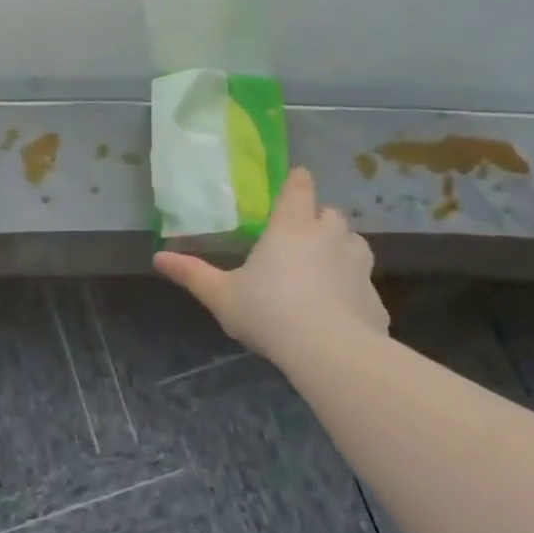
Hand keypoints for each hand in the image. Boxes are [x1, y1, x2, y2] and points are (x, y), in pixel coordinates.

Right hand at [154, 166, 387, 364]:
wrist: (329, 351)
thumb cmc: (268, 312)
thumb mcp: (221, 296)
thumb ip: (193, 274)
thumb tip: (158, 257)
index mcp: (291, 226)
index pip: (300, 187)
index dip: (298, 182)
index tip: (296, 181)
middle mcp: (329, 236)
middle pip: (330, 213)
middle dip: (318, 220)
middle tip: (301, 238)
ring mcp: (358, 265)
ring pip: (354, 244)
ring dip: (341, 250)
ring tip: (324, 270)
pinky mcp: (375, 297)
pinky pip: (362, 285)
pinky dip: (352, 291)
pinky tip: (339, 312)